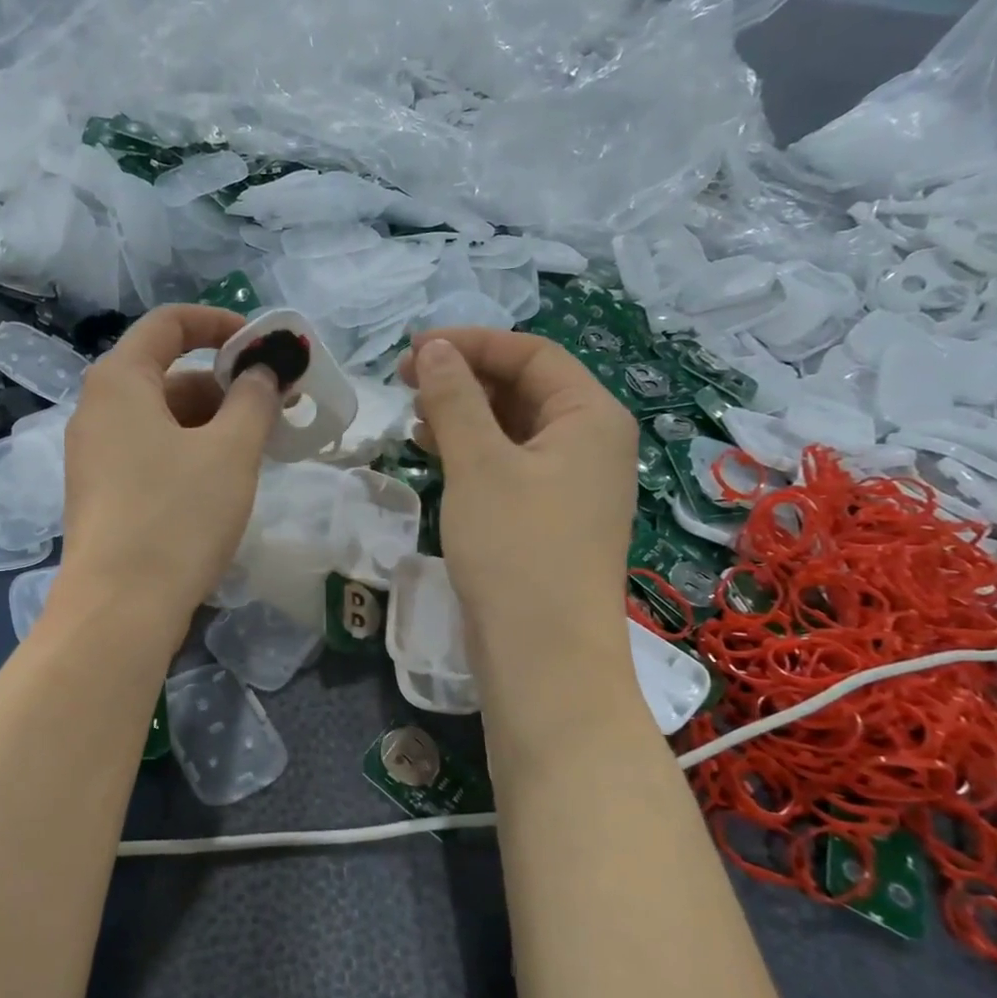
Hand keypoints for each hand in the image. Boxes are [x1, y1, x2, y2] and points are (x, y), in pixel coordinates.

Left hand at [56, 305, 279, 641]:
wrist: (119, 608)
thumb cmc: (177, 516)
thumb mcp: (230, 451)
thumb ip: (254, 398)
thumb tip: (264, 370)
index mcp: (120, 381)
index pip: (169, 323)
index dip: (221, 323)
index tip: (264, 347)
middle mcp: (97, 409)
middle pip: (169, 374)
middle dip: (226, 384)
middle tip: (277, 408)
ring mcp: (94, 455)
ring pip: (162, 419)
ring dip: (213, 423)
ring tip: (259, 448)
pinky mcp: (101, 493)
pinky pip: (150, 453)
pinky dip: (189, 452)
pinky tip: (223, 481)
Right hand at [397, 328, 638, 659]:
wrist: (543, 654)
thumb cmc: (516, 548)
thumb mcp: (479, 464)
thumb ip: (454, 399)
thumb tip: (435, 348)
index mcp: (590, 416)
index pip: (531, 353)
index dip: (471, 343)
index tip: (413, 349)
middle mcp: (590, 443)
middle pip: (525, 387)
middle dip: (465, 377)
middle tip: (406, 381)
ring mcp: (571, 483)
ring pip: (513, 427)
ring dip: (464, 414)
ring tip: (413, 415)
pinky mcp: (547, 517)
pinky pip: (509, 464)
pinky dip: (472, 452)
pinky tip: (433, 453)